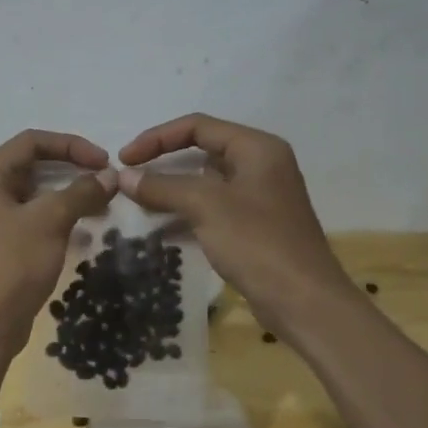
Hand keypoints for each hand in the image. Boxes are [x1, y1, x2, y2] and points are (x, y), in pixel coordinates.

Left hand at [0, 130, 115, 349]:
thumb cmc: (11, 266)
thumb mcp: (49, 222)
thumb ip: (81, 192)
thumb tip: (111, 175)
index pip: (32, 141)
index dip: (71, 145)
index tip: (105, 161)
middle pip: (33, 164)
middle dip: (73, 169)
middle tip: (108, 181)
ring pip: (36, 192)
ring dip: (70, 194)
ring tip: (103, 204)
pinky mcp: (1, 241)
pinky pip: (34, 216)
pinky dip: (60, 216)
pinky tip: (86, 228)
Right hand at [118, 113, 354, 336]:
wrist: (304, 301)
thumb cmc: (257, 242)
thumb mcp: (205, 206)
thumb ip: (162, 186)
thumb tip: (123, 177)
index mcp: (256, 148)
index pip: (197, 126)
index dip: (156, 138)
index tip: (124, 159)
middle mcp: (260, 165)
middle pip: (201, 151)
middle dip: (162, 164)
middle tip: (128, 180)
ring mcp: (259, 198)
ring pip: (204, 184)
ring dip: (171, 192)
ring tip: (137, 206)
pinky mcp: (254, 227)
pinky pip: (212, 210)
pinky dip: (186, 215)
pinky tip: (161, 231)